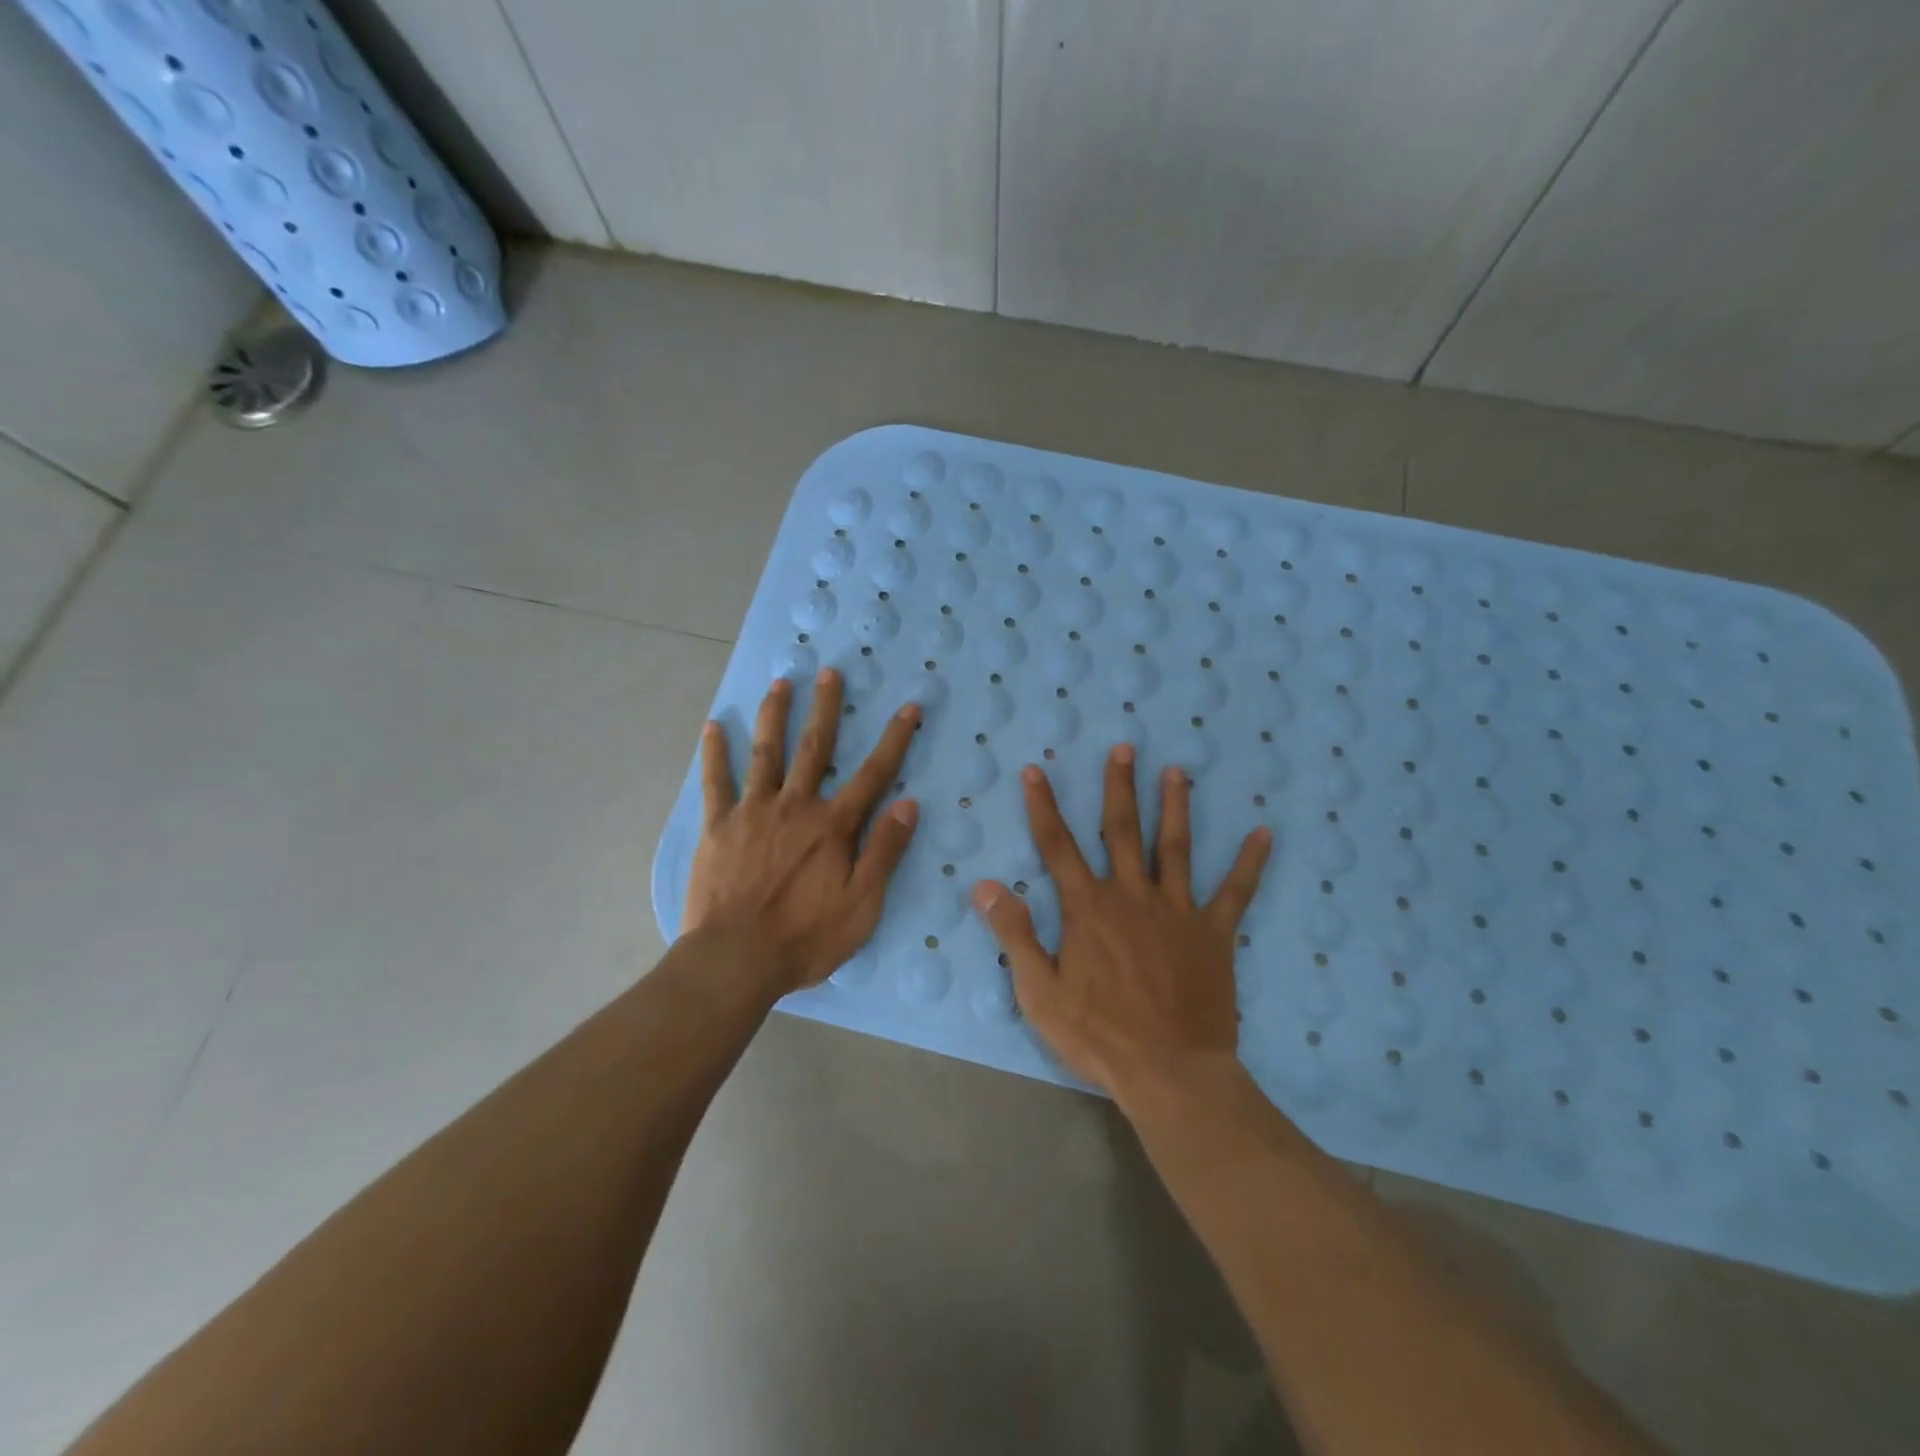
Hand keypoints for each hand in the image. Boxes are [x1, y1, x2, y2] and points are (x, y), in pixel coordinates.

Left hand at [684, 670, 919, 991]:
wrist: (735, 960)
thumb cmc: (805, 937)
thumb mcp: (862, 905)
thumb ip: (884, 851)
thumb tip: (909, 804)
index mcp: (833, 826)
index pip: (874, 774)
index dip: (895, 739)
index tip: (909, 707)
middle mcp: (795, 806)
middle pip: (814, 747)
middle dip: (826, 708)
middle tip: (829, 672)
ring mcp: (753, 812)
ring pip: (766, 752)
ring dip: (775, 715)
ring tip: (781, 682)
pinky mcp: (718, 826)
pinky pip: (716, 782)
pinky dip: (715, 753)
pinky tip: (715, 726)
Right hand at [971, 744, 1270, 1099]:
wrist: (1170, 1073)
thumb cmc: (1099, 1035)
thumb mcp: (1040, 991)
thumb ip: (1014, 933)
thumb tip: (986, 884)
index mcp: (1089, 908)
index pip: (1058, 845)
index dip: (1043, 806)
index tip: (1035, 771)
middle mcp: (1132, 896)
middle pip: (1122, 830)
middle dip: (1119, 786)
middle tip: (1124, 747)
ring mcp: (1177, 911)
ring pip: (1175, 847)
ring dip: (1174, 806)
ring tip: (1177, 771)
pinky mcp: (1214, 934)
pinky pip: (1235, 892)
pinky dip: (1249, 862)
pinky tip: (1264, 832)